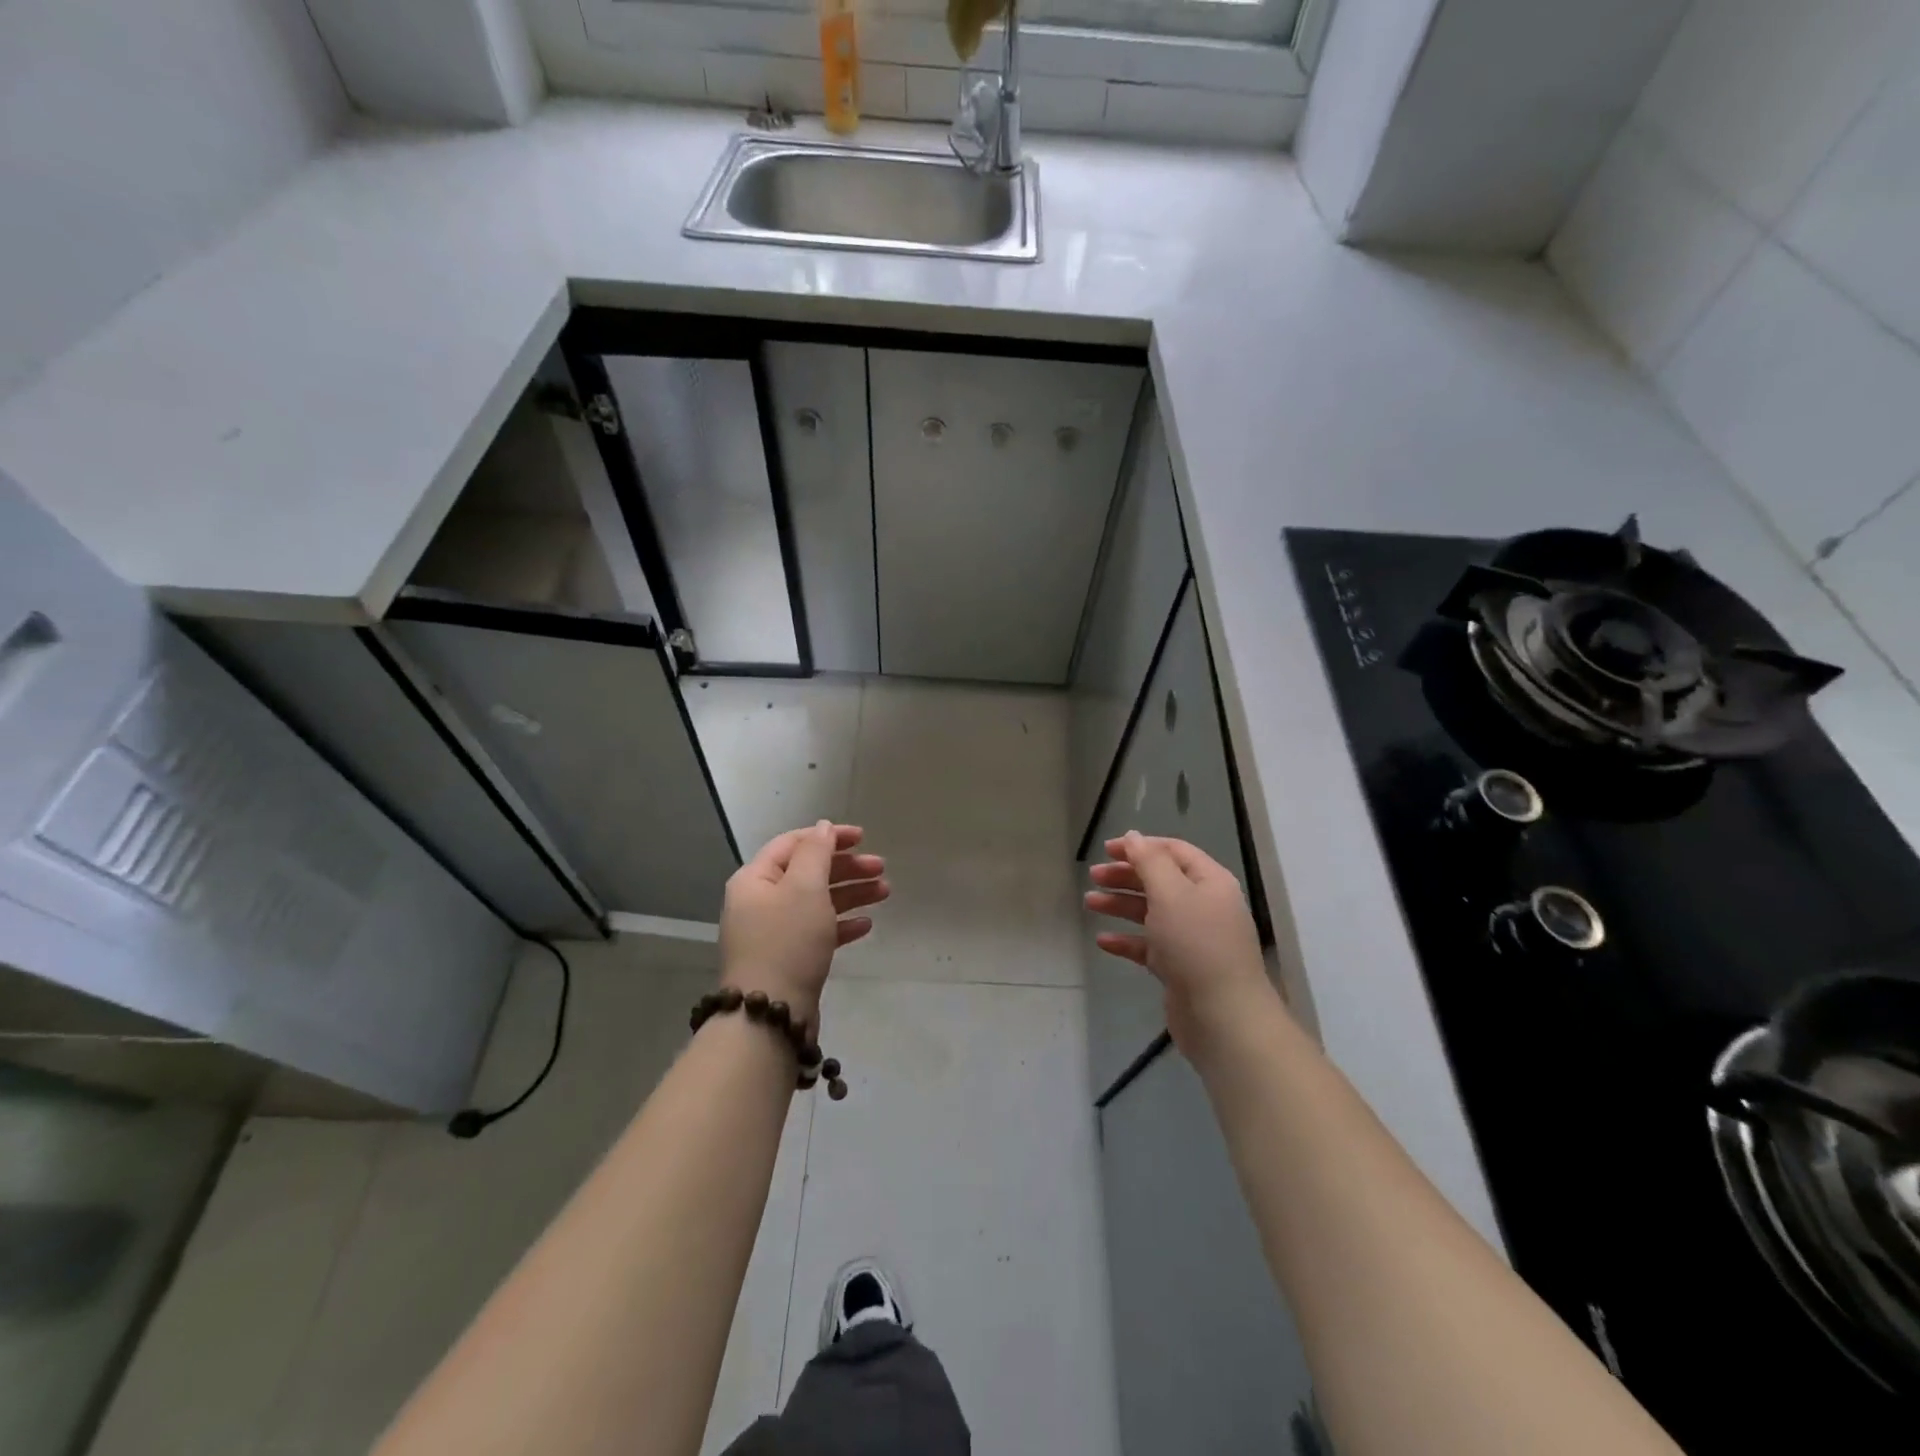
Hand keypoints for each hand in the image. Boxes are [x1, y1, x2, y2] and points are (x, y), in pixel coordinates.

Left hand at [719, 821, 887, 1032]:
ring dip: (851, 894)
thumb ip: (816, 852)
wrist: (770, 1014)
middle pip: (808, 872)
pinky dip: (842, 924)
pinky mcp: (788, 959)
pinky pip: (818, 931)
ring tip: (885, 893)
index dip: (828, 836)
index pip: (793, 843)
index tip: (863, 837)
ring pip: (817, 902)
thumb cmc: (787, 941)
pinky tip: (867, 925)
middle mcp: (761, 901)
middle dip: (846, 867)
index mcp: (755, 879)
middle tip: (881, 868)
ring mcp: (774, 932)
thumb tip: (823, 827)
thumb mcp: (804, 888)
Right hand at [1085, 832, 1273, 1051]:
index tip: (1107, 849)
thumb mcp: (1170, 893)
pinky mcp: (1179, 967)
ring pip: (1151, 912)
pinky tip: (1103, 941)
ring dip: (1120, 905)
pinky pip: (1149, 946)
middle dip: (1126, 876)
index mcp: (1209, 881)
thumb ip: (1149, 861)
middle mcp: (1203, 905)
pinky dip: (1127, 940)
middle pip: (1160, 880)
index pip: (1174, 851)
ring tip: (1089, 903)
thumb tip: (1134, 836)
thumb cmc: (1196, 944)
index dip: (1141, 846)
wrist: (1222, 1016)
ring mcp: (1192, 938)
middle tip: (1093, 876)